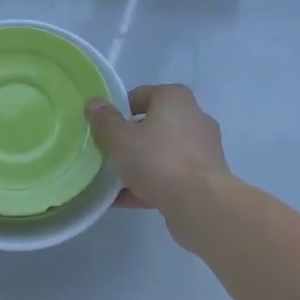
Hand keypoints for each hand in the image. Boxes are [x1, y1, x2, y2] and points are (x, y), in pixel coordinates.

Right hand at [85, 84, 232, 224]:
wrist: (200, 203)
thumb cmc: (158, 159)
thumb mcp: (121, 138)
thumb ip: (105, 120)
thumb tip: (94, 103)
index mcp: (175, 98)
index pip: (140, 96)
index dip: (118, 111)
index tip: (103, 129)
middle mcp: (194, 117)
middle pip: (153, 125)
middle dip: (130, 139)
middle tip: (107, 153)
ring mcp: (202, 148)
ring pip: (162, 152)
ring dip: (140, 164)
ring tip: (113, 180)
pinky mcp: (205, 177)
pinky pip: (171, 175)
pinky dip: (151, 184)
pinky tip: (125, 199)